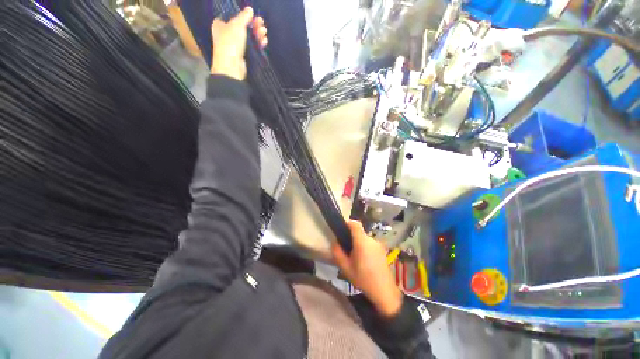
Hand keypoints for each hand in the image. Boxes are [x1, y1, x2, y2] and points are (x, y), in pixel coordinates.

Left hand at [210, 7, 267, 80]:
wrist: (231, 66)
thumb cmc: (230, 42)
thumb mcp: (237, 25)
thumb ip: (244, 16)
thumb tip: (250, 9)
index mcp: (220, 24)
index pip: (231, 16)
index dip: (242, 15)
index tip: (251, 15)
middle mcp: (226, 34)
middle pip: (242, 26)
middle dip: (253, 25)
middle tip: (262, 23)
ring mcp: (235, 45)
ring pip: (248, 37)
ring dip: (257, 34)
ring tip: (264, 32)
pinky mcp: (242, 55)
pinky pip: (251, 47)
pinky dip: (257, 43)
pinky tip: (264, 41)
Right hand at [332, 220, 402, 317]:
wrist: (385, 292)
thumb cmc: (363, 279)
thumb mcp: (346, 268)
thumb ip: (337, 253)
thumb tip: (334, 242)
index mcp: (362, 242)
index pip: (355, 224)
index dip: (347, 223)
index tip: (341, 230)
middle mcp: (371, 239)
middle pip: (358, 232)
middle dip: (350, 237)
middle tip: (345, 248)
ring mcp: (377, 244)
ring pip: (363, 238)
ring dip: (357, 243)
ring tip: (354, 257)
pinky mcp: (381, 249)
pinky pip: (369, 243)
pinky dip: (364, 247)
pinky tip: (363, 260)